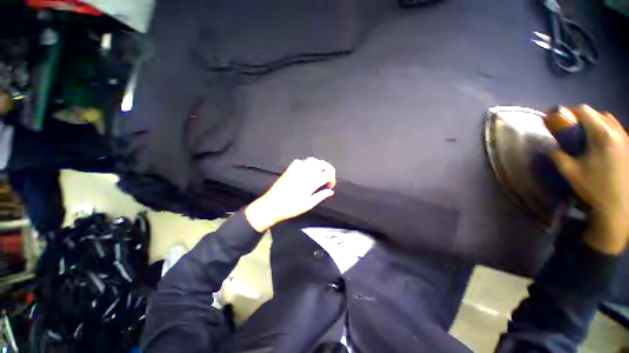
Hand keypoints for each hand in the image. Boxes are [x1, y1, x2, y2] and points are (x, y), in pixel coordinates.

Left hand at [245, 158, 336, 231]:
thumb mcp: (309, 204)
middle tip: (327, 178)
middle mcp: (306, 171)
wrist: (273, 204)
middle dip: (328, 169)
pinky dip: (307, 164)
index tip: (330, 186)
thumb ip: (321, 196)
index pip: (328, 173)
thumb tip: (330, 191)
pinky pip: (302, 161)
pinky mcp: (290, 168)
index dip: (332, 178)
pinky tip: (306, 171)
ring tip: (318, 174)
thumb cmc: (292, 206)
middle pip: (322, 163)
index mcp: (313, 180)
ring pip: (312, 160)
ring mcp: (297, 168)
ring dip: (318, 165)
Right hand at [550, 105, 628, 253]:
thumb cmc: (594, 187)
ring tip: (588, 136)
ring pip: (609, 120)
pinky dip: (607, 130)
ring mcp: (626, 139)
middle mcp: (616, 132)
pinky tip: (602, 143)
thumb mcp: (570, 172)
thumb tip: (548, 148)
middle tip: (573, 131)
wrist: (618, 205)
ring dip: (597, 123)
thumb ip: (557, 156)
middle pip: (598, 114)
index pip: (585, 111)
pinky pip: (617, 130)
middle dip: (583, 118)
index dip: (570, 112)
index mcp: (601, 135)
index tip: (561, 121)